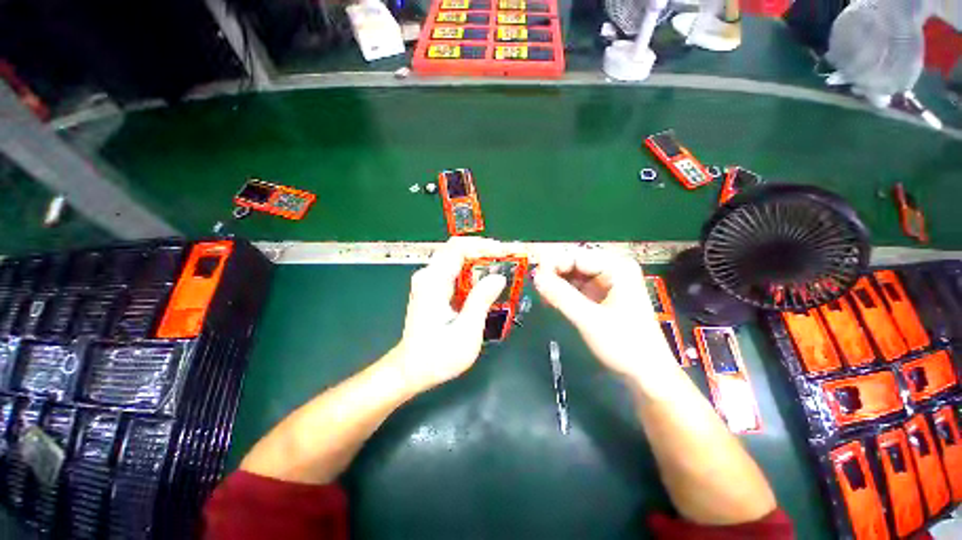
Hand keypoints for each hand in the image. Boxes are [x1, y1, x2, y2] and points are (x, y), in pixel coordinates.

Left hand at [389, 237, 507, 393]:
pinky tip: (487, 282)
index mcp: (433, 281)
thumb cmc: (437, 356)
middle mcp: (428, 276)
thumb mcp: (465, 332)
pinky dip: (473, 273)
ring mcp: (428, 282)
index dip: (484, 245)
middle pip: (457, 250)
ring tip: (503, 269)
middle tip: (508, 260)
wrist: (411, 370)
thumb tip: (498, 277)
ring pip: (457, 260)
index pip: (458, 247)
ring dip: (480, 261)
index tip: (505, 252)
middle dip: (485, 251)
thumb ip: (481, 301)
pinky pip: (455, 272)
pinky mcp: (432, 289)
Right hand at [533, 248, 680, 385]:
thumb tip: (535, 276)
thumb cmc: (625, 345)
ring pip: (572, 275)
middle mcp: (612, 269)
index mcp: (617, 268)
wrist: (647, 373)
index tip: (533, 277)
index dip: (552, 264)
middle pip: (573, 263)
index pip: (576, 256)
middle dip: (553, 274)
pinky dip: (563, 292)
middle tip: (536, 288)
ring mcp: (606, 282)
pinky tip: (552, 300)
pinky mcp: (600, 295)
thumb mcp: (589, 319)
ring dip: (556, 284)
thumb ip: (561, 295)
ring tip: (542, 296)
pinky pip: (576, 287)